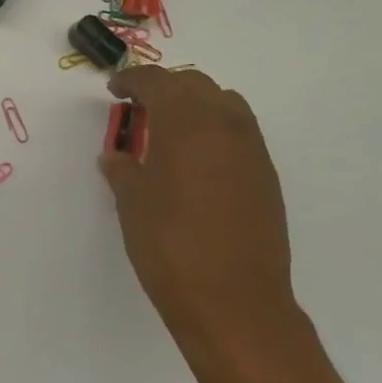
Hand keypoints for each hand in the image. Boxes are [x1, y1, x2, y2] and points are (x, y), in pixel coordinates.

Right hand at [98, 66, 300, 359]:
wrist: (235, 303)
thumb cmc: (171, 246)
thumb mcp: (132, 203)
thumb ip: (122, 169)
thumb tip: (116, 156)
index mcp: (186, 123)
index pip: (156, 81)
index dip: (131, 80)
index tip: (115, 89)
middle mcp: (224, 125)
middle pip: (194, 83)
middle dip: (164, 87)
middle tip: (139, 108)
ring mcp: (251, 149)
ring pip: (224, 102)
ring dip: (195, 103)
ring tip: (171, 129)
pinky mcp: (266, 175)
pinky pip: (239, 131)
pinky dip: (215, 128)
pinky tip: (197, 160)